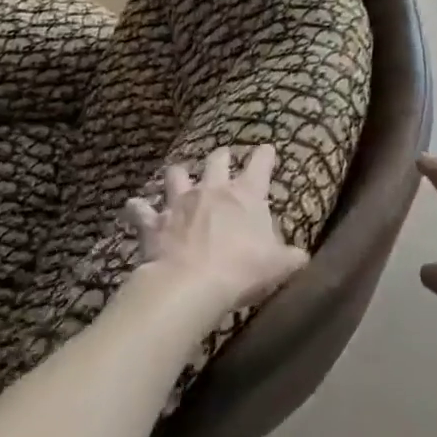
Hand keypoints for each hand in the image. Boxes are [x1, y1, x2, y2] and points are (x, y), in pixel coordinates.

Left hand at [125, 145, 308, 318]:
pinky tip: (134, 208)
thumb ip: (291, 257)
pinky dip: (137, 208)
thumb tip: (303, 257)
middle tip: (223, 161)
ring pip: (177, 173)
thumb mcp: (277, 265)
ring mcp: (180, 201)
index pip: (261, 163)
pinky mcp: (154, 221)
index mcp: (246, 194)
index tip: (267, 150)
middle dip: (221, 158)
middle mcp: (213, 189)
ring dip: (178, 175)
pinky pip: (140, 209)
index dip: (265, 155)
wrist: (190, 285)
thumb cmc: (241, 269)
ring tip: (178, 178)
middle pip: (217, 159)